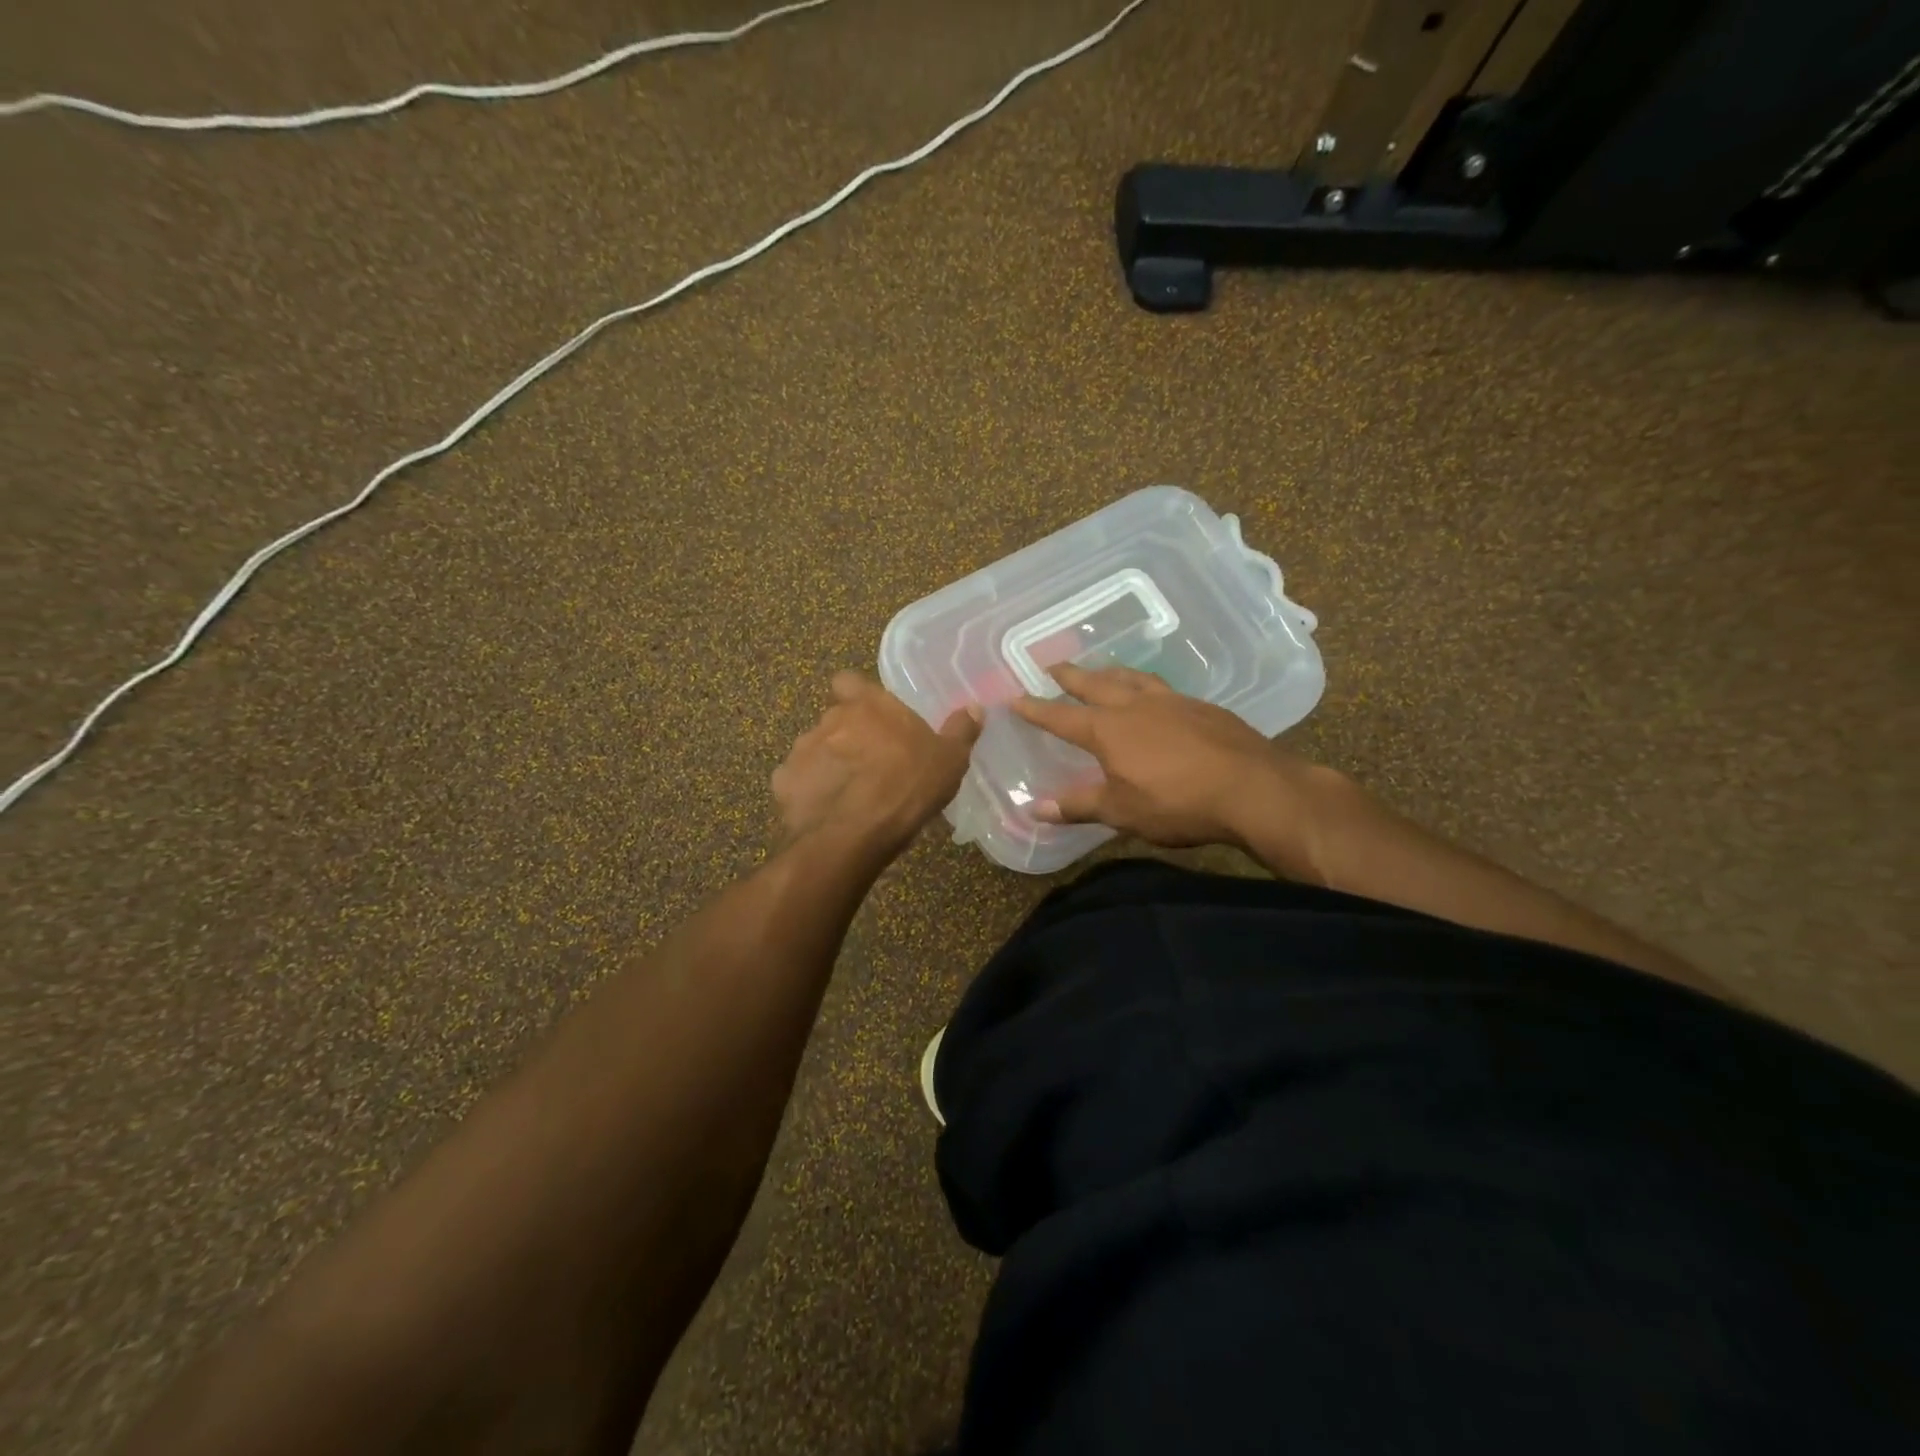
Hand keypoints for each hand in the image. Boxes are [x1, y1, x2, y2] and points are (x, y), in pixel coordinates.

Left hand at [772, 672, 981, 855]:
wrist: (854, 835)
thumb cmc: (908, 786)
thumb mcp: (949, 761)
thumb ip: (960, 731)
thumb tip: (974, 708)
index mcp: (867, 705)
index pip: (847, 681)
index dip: (856, 695)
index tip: (871, 716)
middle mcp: (829, 719)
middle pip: (834, 719)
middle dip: (847, 738)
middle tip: (871, 765)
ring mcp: (800, 750)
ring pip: (814, 751)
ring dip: (828, 765)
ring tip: (849, 795)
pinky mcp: (782, 783)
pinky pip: (798, 783)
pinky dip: (810, 794)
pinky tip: (827, 813)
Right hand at [1010, 663, 1327, 863]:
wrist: (1253, 788)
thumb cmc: (1178, 803)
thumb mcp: (1121, 812)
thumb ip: (1077, 806)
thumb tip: (1034, 809)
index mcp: (1109, 730)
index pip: (1061, 717)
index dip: (1036, 710)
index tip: (1015, 698)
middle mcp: (1136, 706)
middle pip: (1095, 684)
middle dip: (1071, 676)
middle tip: (1052, 666)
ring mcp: (1172, 701)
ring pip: (1132, 678)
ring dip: (1110, 672)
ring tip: (1102, 670)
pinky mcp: (1203, 707)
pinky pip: (1163, 687)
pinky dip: (1146, 685)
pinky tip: (1154, 695)